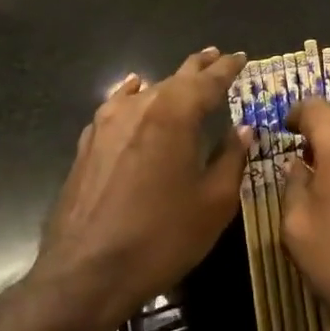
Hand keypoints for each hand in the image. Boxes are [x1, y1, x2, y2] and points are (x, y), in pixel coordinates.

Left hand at [25, 48, 249, 330]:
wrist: (85, 274)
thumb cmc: (162, 237)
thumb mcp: (214, 202)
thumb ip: (232, 158)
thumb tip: (244, 129)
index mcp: (175, 114)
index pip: (209, 80)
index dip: (228, 68)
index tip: (242, 57)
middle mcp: (140, 107)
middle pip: (176, 78)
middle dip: (200, 67)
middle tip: (217, 56)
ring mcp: (107, 124)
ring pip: (147, 91)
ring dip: (169, 83)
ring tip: (184, 77)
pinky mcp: (88, 144)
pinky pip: (117, 106)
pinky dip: (133, 96)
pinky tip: (134, 92)